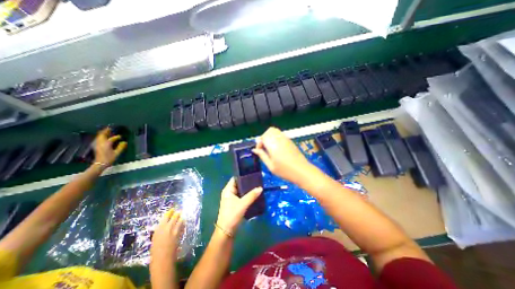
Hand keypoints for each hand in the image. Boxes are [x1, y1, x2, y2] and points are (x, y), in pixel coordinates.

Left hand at [91, 127, 125, 167]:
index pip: (112, 138)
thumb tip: (124, 142)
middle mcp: (101, 143)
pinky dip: (100, 136)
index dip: (117, 137)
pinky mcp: (96, 146)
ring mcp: (98, 145)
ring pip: (99, 137)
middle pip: (102, 135)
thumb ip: (121, 147)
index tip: (121, 137)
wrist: (100, 164)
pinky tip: (103, 137)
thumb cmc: (109, 158)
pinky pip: (98, 139)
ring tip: (106, 131)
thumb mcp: (117, 153)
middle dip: (106, 131)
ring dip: (102, 133)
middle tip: (109, 128)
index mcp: (107, 144)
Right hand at [150, 208, 183, 262]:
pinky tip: (183, 223)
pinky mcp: (180, 233)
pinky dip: (183, 223)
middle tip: (180, 211)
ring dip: (182, 217)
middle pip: (175, 216)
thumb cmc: (155, 250)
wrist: (162, 258)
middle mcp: (168, 227)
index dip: (170, 212)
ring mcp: (175, 229)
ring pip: (181, 219)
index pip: (166, 216)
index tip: (172, 209)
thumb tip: (165, 224)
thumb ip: (160, 229)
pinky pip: (183, 225)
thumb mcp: (155, 238)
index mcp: (160, 228)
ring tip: (182, 215)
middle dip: (178, 213)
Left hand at [215, 179, 261, 234]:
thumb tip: (260, 188)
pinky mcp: (234, 203)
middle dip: (247, 182)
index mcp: (228, 189)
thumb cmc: (232, 215)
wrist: (226, 231)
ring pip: (241, 190)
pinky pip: (241, 196)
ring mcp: (231, 198)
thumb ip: (252, 195)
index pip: (235, 178)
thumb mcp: (243, 204)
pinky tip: (254, 194)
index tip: (252, 173)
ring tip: (257, 186)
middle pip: (239, 184)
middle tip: (257, 180)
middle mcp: (229, 192)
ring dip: (247, 189)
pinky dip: (246, 195)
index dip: (243, 175)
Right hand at [251, 126, 311, 184]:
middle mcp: (279, 139)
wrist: (302, 171)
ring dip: (270, 136)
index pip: (263, 137)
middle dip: (264, 137)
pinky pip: (281, 134)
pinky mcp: (290, 141)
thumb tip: (254, 150)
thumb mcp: (270, 166)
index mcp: (273, 145)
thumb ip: (262, 156)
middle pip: (269, 131)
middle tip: (264, 147)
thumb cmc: (285, 171)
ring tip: (270, 147)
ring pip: (275, 131)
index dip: (259, 143)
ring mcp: (286, 139)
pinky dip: (276, 138)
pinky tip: (277, 148)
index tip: (259, 151)